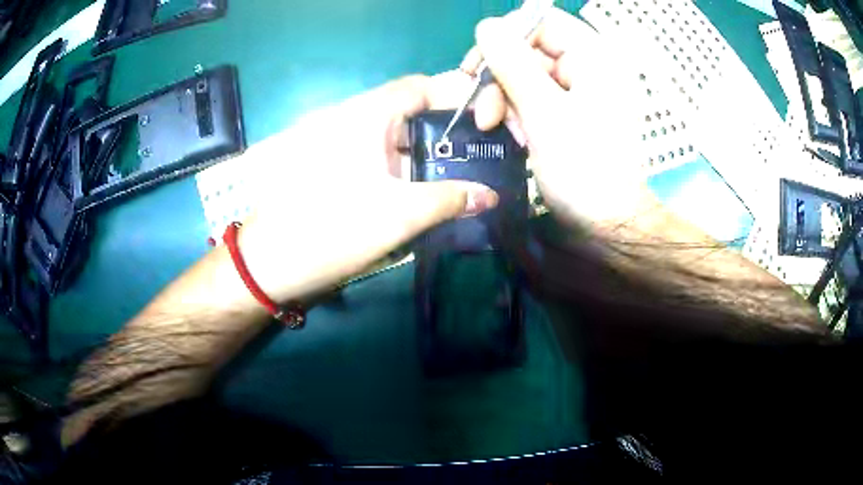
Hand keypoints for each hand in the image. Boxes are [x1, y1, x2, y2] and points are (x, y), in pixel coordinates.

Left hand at [235, 73, 498, 302]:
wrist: (269, 264)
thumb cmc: (332, 231)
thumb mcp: (399, 216)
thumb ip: (449, 200)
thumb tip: (490, 196)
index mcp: (364, 115)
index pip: (418, 87)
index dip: (453, 98)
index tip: (481, 124)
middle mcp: (348, 117)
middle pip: (406, 109)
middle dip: (442, 130)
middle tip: (474, 154)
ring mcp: (334, 140)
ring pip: (389, 134)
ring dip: (420, 151)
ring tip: (454, 174)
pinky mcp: (327, 162)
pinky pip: (372, 152)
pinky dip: (398, 165)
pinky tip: (416, 189)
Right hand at [462, 8, 654, 229]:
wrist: (606, 223)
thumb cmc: (584, 169)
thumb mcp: (544, 112)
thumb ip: (513, 63)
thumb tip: (487, 26)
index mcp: (595, 57)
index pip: (541, 22)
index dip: (505, 38)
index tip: (478, 67)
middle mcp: (589, 66)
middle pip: (529, 49)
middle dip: (500, 78)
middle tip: (483, 112)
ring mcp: (580, 90)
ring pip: (526, 74)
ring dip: (505, 100)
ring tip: (499, 130)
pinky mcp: (571, 111)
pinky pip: (534, 97)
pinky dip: (519, 114)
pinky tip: (519, 138)